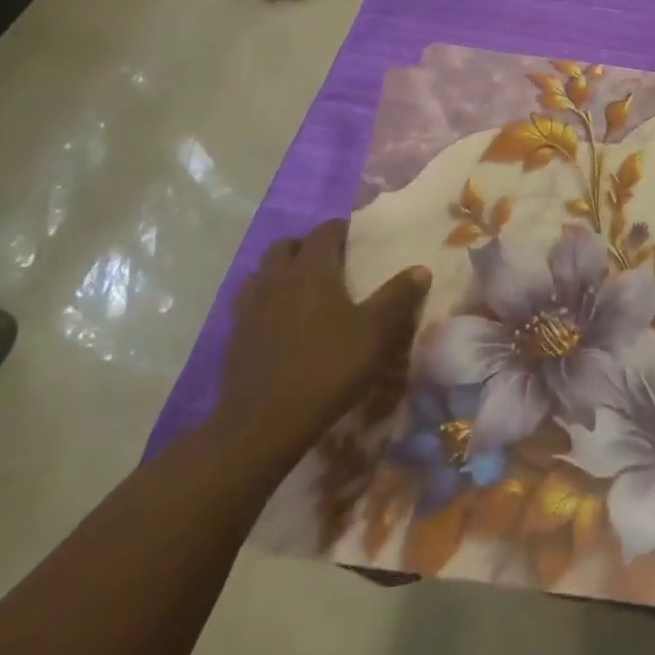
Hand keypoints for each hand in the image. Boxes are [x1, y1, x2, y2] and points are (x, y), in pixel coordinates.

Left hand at [209, 220, 430, 474]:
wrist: (262, 424)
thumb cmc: (327, 368)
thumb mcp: (376, 333)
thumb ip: (398, 296)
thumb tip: (420, 268)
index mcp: (312, 268)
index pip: (326, 230)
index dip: (343, 231)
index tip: (359, 242)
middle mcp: (277, 277)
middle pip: (288, 245)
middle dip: (308, 247)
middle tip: (331, 265)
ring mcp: (250, 305)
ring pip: (264, 272)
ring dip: (283, 272)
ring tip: (305, 292)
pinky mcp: (235, 335)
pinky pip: (251, 302)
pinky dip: (267, 301)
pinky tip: (282, 323)